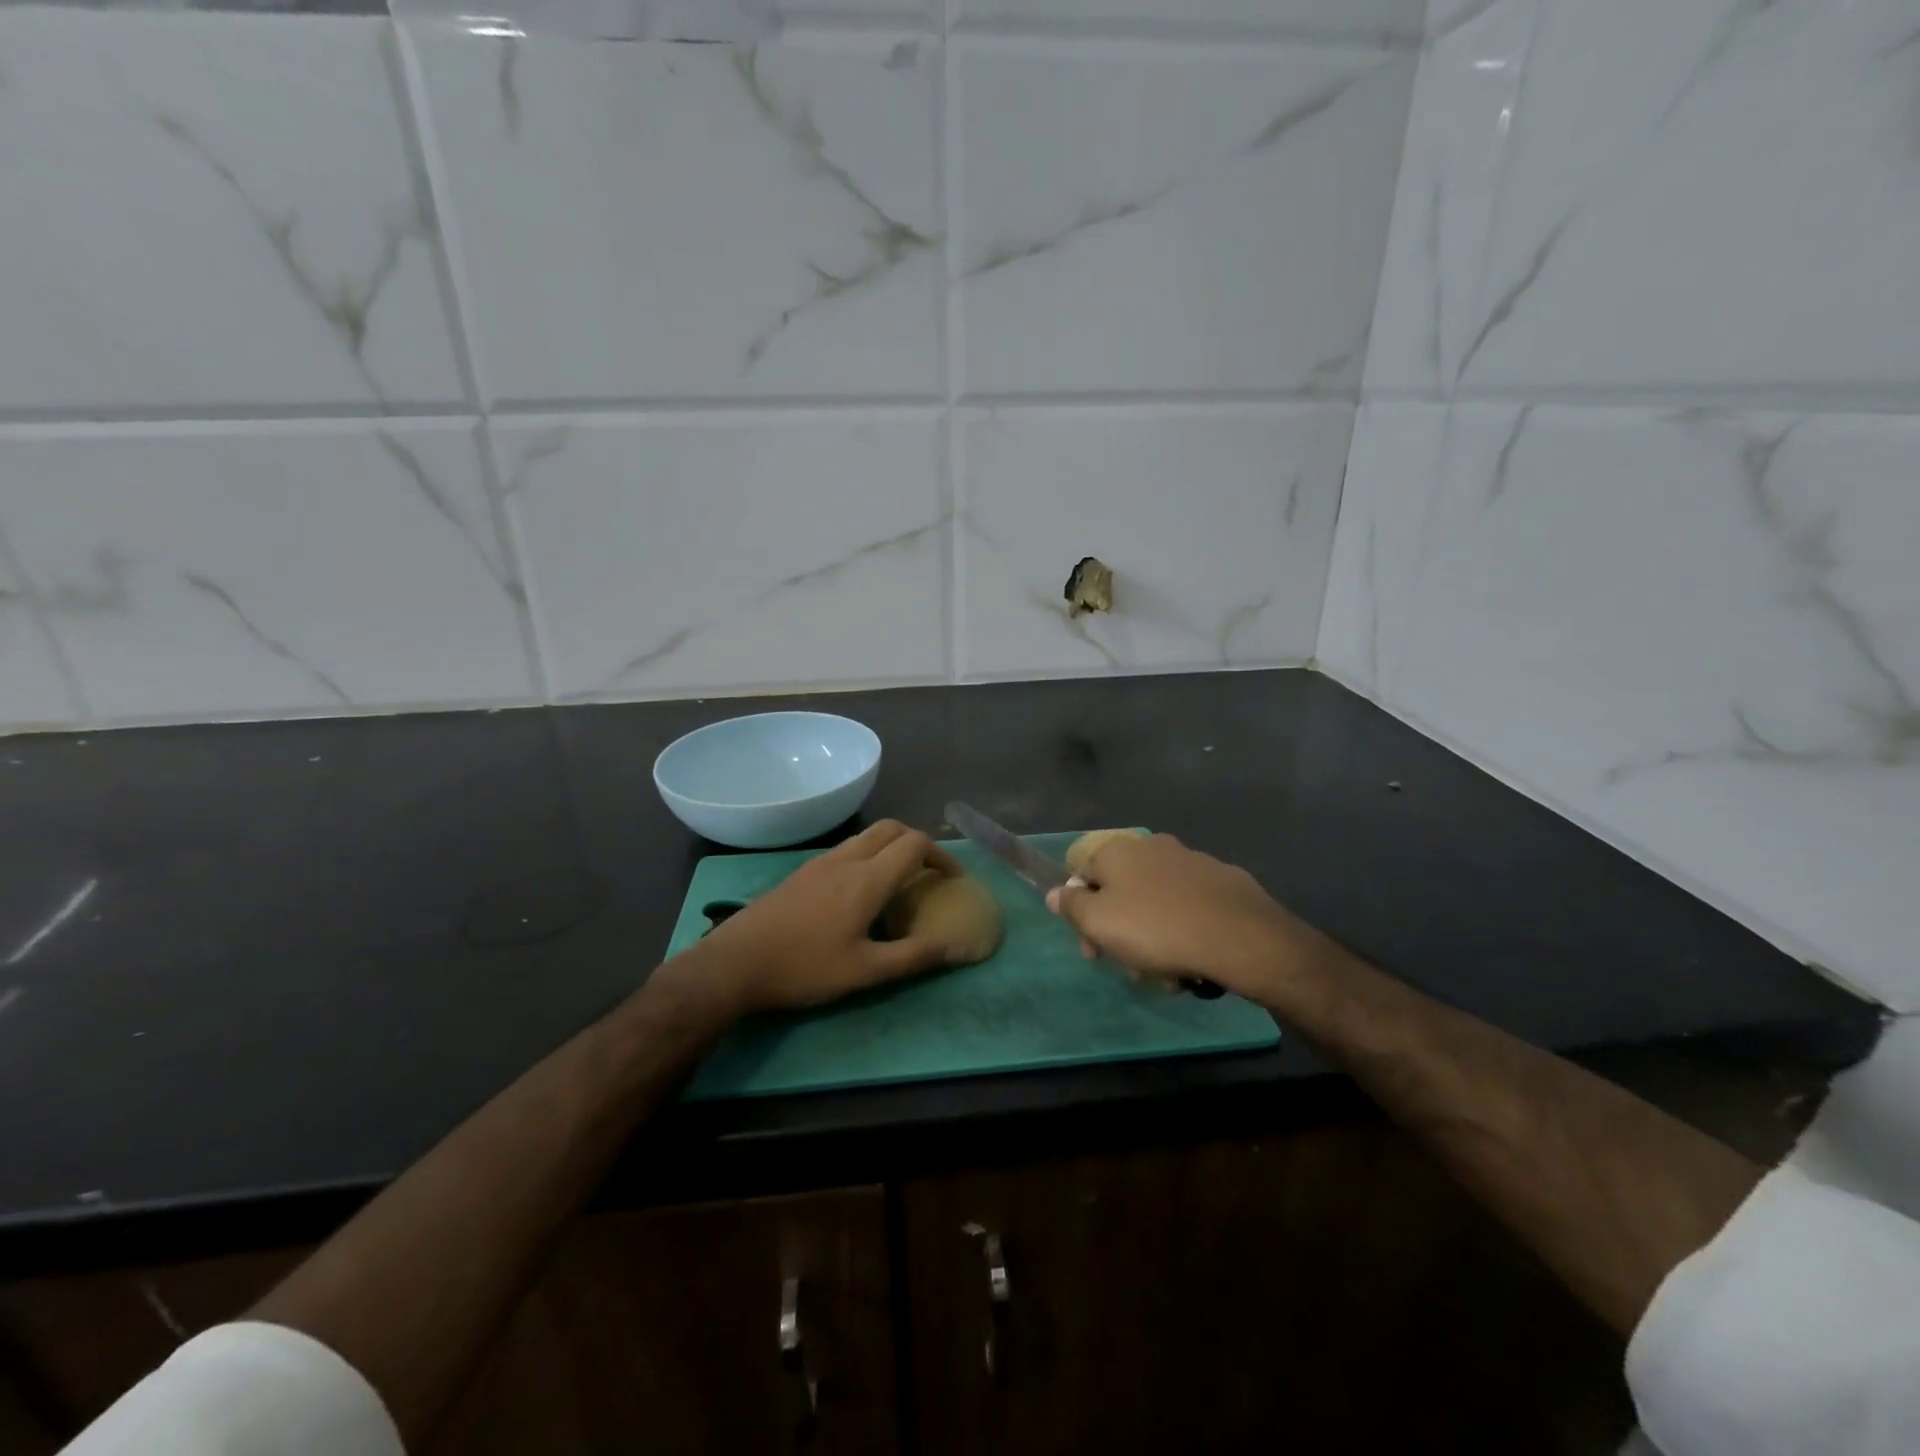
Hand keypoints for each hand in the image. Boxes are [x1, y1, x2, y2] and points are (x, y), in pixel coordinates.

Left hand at [670, 820, 967, 1015]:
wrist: (735, 963)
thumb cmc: (804, 968)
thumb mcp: (866, 971)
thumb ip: (916, 956)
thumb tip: (962, 946)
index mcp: (867, 878)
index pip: (915, 844)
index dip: (941, 856)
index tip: (952, 879)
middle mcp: (847, 859)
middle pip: (892, 828)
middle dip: (918, 842)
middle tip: (929, 872)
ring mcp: (821, 862)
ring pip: (867, 836)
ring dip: (892, 846)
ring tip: (900, 879)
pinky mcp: (803, 871)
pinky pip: (847, 848)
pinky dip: (869, 854)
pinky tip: (861, 890)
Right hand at [1046, 833, 1330, 1000]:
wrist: (1240, 936)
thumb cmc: (1157, 929)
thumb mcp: (1099, 923)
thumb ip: (1071, 906)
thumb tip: (1056, 892)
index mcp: (1117, 851)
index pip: (1082, 874)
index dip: (1080, 912)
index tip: (1091, 947)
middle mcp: (1151, 846)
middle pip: (1120, 890)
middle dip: (1119, 929)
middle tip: (1129, 966)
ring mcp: (1191, 860)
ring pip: (1156, 901)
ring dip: (1152, 935)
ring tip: (1165, 972)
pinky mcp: (1223, 880)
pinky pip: (1189, 906)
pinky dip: (1184, 928)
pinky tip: (1193, 957)